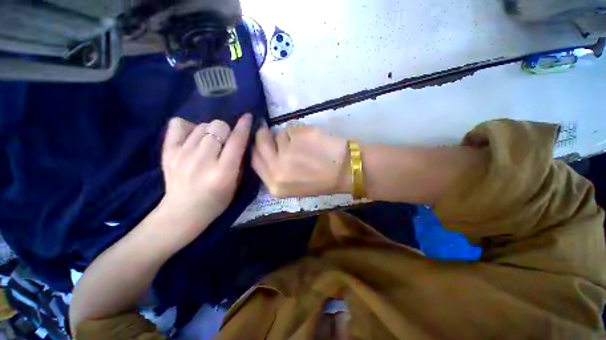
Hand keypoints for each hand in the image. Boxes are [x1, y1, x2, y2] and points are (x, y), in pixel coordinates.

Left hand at [159, 114, 251, 236]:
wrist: (183, 212)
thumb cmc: (216, 200)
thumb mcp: (236, 184)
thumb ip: (239, 160)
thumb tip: (240, 137)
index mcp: (223, 172)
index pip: (236, 141)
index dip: (244, 126)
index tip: (247, 117)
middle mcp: (202, 161)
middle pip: (217, 127)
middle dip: (226, 131)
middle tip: (224, 141)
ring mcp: (182, 155)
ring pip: (201, 125)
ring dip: (210, 131)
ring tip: (209, 143)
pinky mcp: (168, 153)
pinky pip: (178, 125)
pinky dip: (188, 127)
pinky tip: (193, 138)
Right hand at [252, 123, 349, 196]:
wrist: (345, 171)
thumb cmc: (321, 181)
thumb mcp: (293, 186)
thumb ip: (276, 171)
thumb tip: (267, 150)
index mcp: (275, 185)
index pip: (254, 160)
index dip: (254, 147)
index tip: (257, 139)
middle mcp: (277, 168)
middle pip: (260, 143)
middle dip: (262, 134)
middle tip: (266, 128)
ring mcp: (287, 151)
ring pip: (278, 134)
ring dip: (287, 136)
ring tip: (303, 144)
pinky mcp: (299, 135)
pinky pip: (291, 128)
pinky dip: (298, 131)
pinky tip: (311, 139)